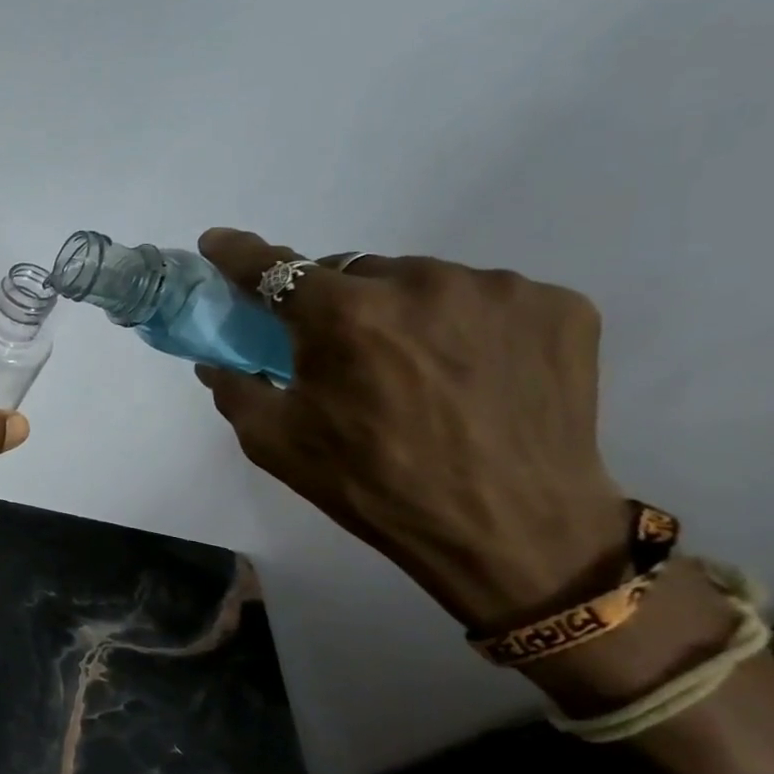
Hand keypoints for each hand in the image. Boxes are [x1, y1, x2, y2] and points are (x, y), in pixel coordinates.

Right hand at [192, 229, 633, 633]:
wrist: (510, 531)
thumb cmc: (372, 484)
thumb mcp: (273, 442)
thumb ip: (234, 388)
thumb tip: (215, 361)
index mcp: (344, 316)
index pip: (274, 268)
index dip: (238, 254)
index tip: (217, 242)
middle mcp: (420, 282)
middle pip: (352, 272)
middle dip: (332, 301)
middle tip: (337, 348)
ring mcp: (497, 289)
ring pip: (420, 280)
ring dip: (399, 310)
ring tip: (412, 366)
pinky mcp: (559, 306)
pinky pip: (483, 297)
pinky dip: (461, 322)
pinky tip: (467, 369)